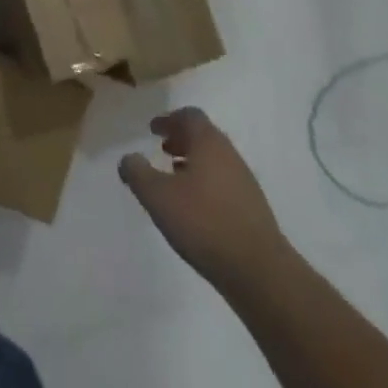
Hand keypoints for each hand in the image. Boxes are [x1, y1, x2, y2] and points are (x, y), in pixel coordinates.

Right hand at [119, 108, 288, 284]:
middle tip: (162, 150)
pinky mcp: (252, 209)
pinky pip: (223, 183)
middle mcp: (230, 155)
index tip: (153, 129)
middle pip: (204, 136)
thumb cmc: (203, 222)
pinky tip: (194, 207)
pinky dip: (205, 183)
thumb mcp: (157, 196)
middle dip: (181, 140)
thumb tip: (128, 158)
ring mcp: (245, 182)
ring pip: (214, 161)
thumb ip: (138, 173)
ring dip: (193, 163)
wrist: (258, 271)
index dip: (169, 119)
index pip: (190, 116)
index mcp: (209, 143)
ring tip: (174, 179)